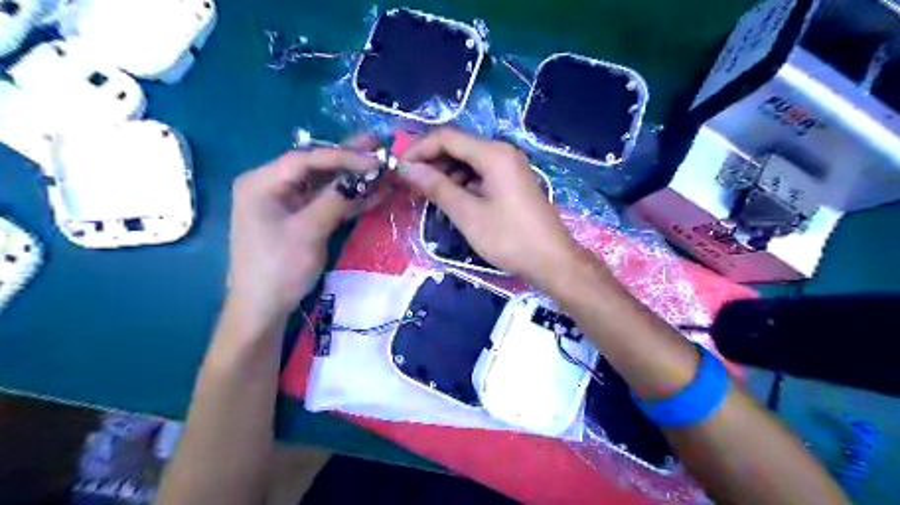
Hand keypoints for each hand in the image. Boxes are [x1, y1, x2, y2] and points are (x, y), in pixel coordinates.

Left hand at [230, 136, 379, 324]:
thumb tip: (362, 180)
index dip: (343, 156)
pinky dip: (349, 200)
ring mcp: (288, 204)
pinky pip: (326, 203)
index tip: (374, 160)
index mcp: (262, 182)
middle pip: (316, 167)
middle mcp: (273, 186)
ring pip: (325, 185)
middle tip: (379, 146)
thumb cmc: (278, 267)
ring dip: (354, 180)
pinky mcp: (300, 220)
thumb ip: (335, 200)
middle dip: (349, 160)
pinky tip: (374, 193)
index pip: (307, 159)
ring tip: (383, 168)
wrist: (263, 308)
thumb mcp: (308, 231)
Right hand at [396, 129, 579, 285]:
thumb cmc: (508, 238)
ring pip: (468, 162)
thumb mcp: (467, 214)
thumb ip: (436, 187)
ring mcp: (509, 168)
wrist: (551, 261)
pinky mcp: (512, 183)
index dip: (418, 149)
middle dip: (431, 163)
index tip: (398, 168)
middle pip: (458, 147)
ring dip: (445, 175)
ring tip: (427, 197)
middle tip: (410, 185)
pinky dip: (462, 185)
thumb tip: (407, 168)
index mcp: (493, 153)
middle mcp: (502, 153)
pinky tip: (452, 202)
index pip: (446, 137)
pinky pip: (480, 175)